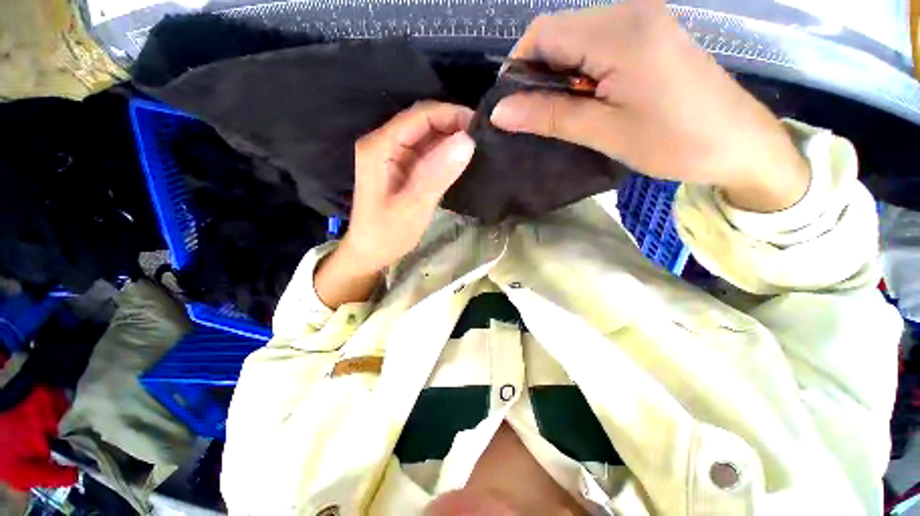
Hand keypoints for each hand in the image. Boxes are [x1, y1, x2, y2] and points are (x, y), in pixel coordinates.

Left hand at [315, 102, 475, 307]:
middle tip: (483, 139)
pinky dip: (444, 154)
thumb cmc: (387, 234)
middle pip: (422, 122)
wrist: (371, 252)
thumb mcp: (413, 206)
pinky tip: (460, 160)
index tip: (481, 126)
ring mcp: (393, 155)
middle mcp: (384, 143)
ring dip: (450, 139)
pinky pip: (426, 153)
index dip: (450, 114)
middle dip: (452, 126)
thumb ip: (437, 174)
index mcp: (380, 147)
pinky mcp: (402, 167)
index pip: (419, 116)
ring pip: (426, 136)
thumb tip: (467, 141)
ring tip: (477, 148)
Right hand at [491, 1, 809, 211]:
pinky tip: (586, 99)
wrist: (740, 143)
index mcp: (620, 32)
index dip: (518, 67)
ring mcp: (643, 19)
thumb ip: (549, 116)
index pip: (544, 32)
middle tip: (536, 116)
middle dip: (537, 73)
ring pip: (576, 39)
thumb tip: (500, 112)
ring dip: (558, 76)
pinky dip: (580, 72)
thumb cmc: (675, 143)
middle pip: (558, 32)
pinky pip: (598, 44)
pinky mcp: (650, 33)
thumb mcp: (604, 132)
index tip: (512, 106)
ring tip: (562, 113)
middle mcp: (630, 12)